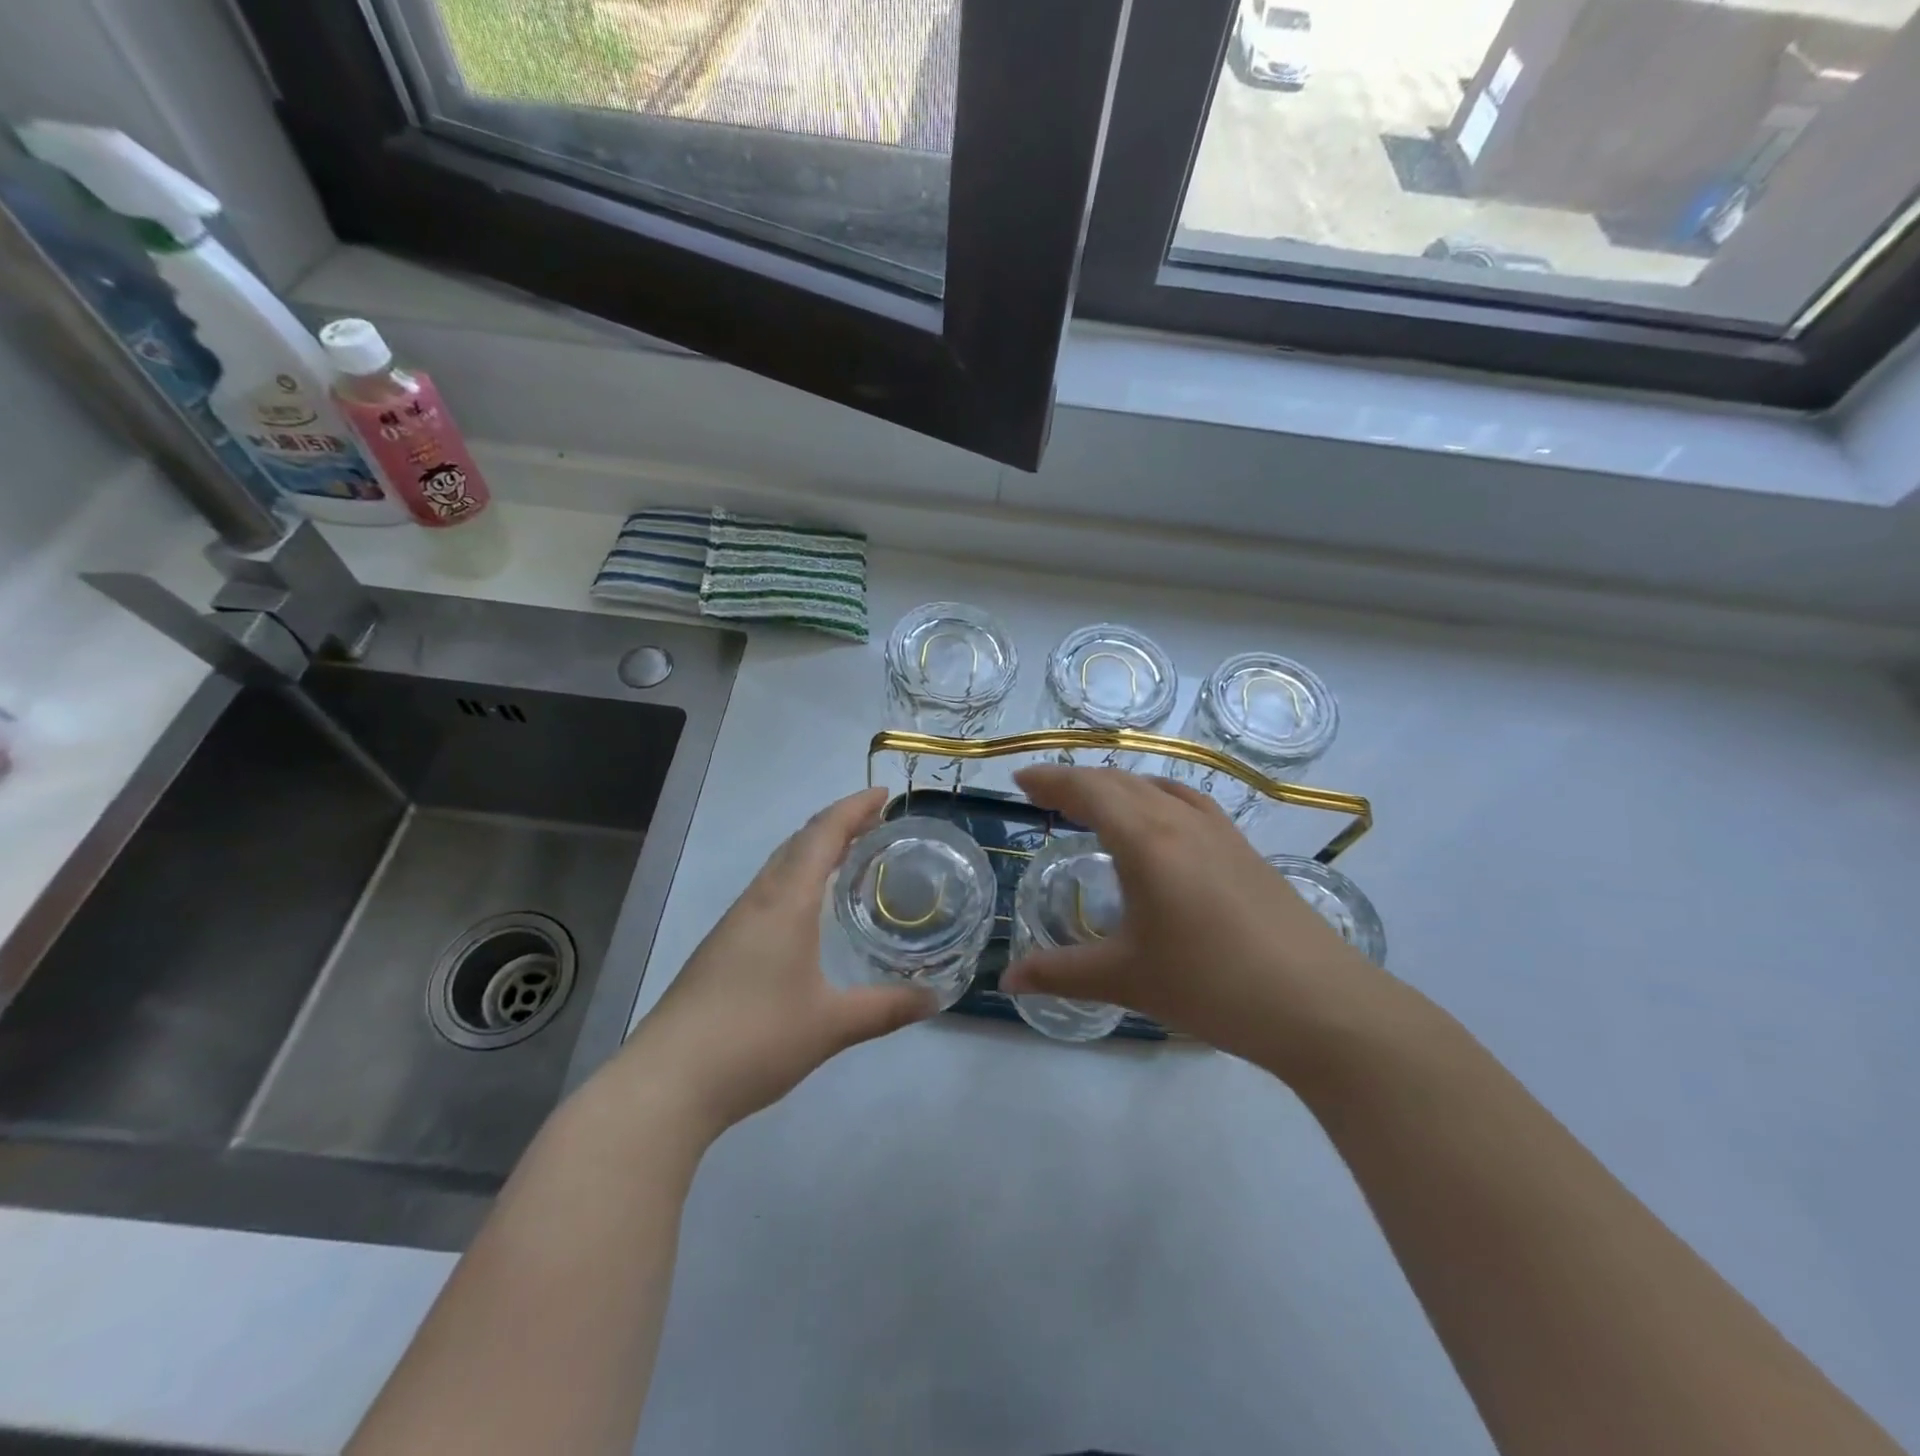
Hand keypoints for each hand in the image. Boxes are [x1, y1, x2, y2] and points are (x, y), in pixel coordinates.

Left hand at [619, 788, 937, 1136]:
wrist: (668, 1080)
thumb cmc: (755, 1039)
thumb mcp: (832, 1025)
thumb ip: (886, 1008)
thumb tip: (935, 997)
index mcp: (786, 902)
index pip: (822, 835)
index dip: (853, 808)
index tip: (884, 795)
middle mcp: (758, 901)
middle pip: (798, 842)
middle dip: (837, 824)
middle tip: (876, 824)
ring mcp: (735, 924)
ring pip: (779, 867)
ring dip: (814, 850)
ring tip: (850, 857)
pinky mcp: (722, 947)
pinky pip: (768, 892)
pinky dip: (797, 879)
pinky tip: (809, 910)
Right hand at [1001, 765, 1392, 1083]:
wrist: (1318, 1004)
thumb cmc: (1211, 984)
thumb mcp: (1126, 979)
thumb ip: (1060, 974)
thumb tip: (1007, 981)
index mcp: (1146, 840)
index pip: (1088, 790)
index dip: (1051, 780)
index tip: (1020, 782)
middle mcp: (1181, 820)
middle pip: (1120, 781)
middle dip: (1077, 781)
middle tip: (1045, 794)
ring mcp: (1219, 831)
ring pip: (1156, 786)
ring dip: (1117, 786)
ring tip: (1093, 804)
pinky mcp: (1244, 848)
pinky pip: (1187, 801)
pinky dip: (1155, 796)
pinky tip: (1160, 820)